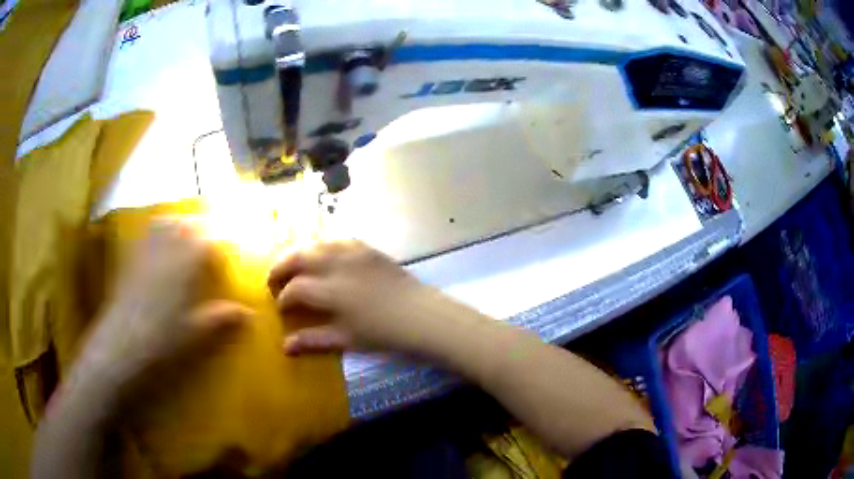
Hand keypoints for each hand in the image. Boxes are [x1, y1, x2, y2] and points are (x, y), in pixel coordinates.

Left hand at [73, 223, 251, 400]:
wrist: (121, 347)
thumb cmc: (162, 342)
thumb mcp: (195, 335)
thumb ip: (220, 319)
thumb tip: (248, 313)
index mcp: (186, 264)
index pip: (208, 239)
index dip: (221, 238)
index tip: (230, 244)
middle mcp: (166, 250)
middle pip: (185, 224)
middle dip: (200, 226)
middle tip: (210, 237)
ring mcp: (145, 253)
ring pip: (163, 224)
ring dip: (177, 225)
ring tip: (184, 237)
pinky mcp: (129, 262)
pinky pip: (145, 237)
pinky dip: (156, 235)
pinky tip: (158, 251)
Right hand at [268, 241, 464, 356]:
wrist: (421, 316)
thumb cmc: (383, 334)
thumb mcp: (346, 340)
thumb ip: (313, 340)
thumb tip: (284, 347)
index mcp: (331, 290)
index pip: (295, 288)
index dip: (283, 298)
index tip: (281, 308)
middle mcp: (337, 264)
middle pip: (299, 257)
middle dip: (280, 266)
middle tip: (272, 279)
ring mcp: (353, 252)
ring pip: (316, 244)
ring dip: (299, 253)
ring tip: (292, 266)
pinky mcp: (367, 249)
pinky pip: (337, 240)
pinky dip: (322, 246)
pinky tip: (322, 255)